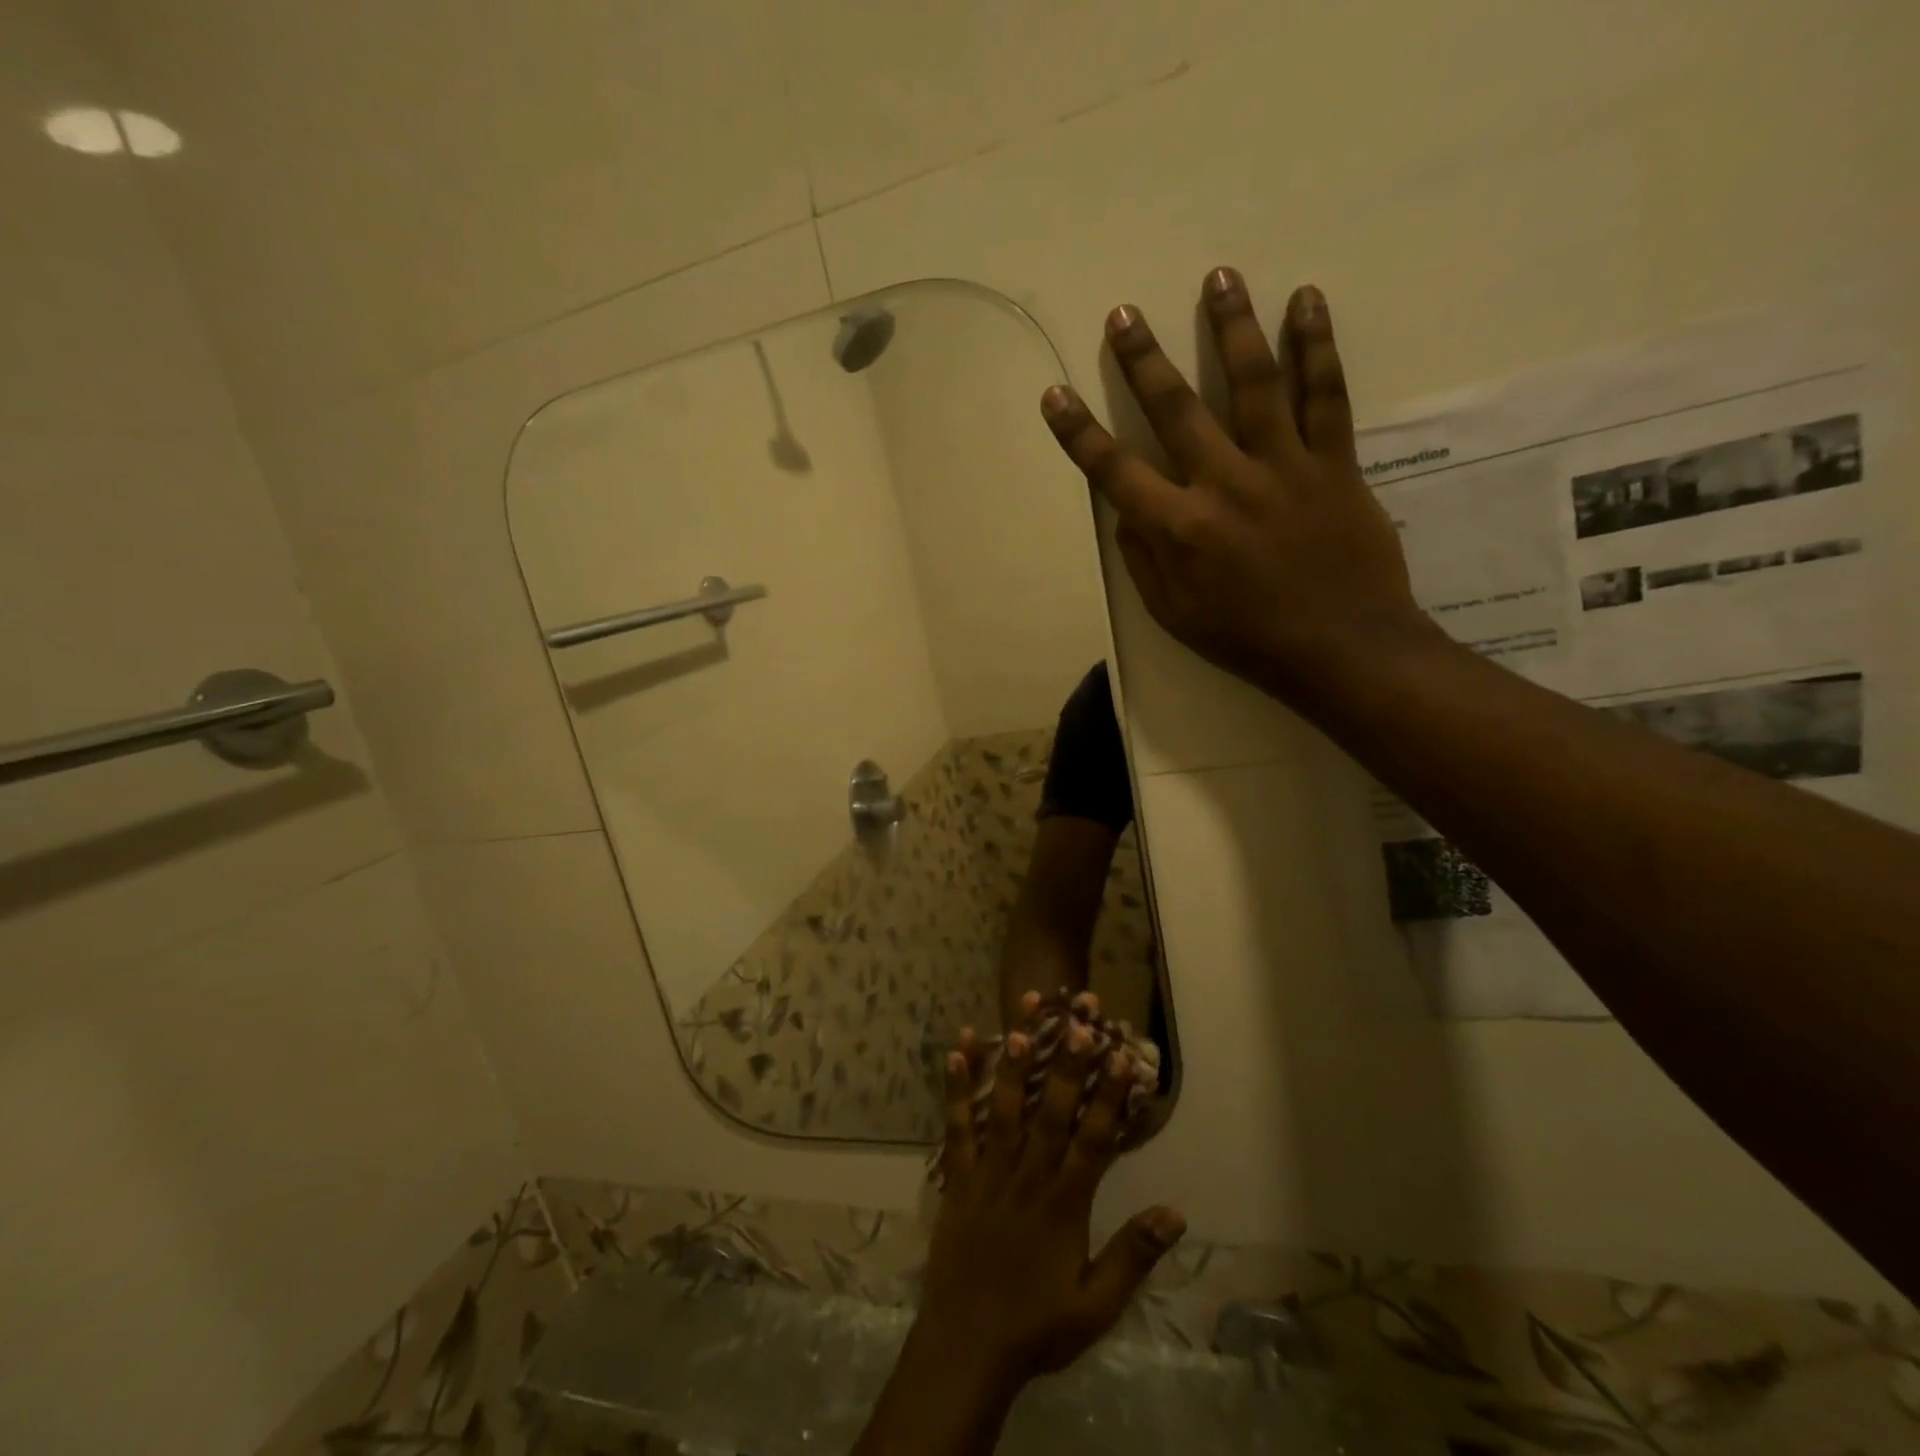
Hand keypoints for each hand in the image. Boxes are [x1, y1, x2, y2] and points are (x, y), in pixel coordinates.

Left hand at [918, 1006, 1185, 1394]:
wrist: (966, 1347)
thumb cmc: (1036, 1326)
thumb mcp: (1096, 1306)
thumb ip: (1133, 1256)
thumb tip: (1175, 1212)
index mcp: (1065, 1204)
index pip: (1094, 1140)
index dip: (1108, 1096)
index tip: (1120, 1056)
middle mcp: (1028, 1177)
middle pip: (1052, 1112)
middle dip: (1067, 1065)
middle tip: (1077, 1021)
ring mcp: (989, 1172)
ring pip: (1005, 1109)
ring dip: (1015, 1064)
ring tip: (1021, 1021)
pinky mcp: (957, 1176)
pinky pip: (957, 1125)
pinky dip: (957, 1087)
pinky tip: (958, 1049)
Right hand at [1040, 271, 1430, 703]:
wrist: (1342, 650)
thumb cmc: (1248, 640)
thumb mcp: (1174, 615)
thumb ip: (1144, 560)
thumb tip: (1126, 511)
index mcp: (1179, 529)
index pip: (1115, 470)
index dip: (1079, 432)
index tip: (1055, 394)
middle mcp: (1224, 485)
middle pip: (1176, 409)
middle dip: (1143, 359)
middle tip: (1124, 313)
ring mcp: (1283, 467)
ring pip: (1254, 382)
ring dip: (1231, 325)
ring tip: (1218, 276)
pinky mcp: (1334, 463)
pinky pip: (1325, 395)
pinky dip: (1316, 346)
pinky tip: (1306, 301)